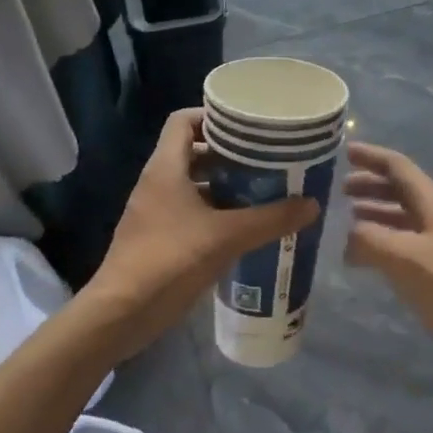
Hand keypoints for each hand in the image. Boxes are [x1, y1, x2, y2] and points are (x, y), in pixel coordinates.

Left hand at [83, 109, 318, 360]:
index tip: (246, 127)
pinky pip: (189, 211)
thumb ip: (270, 219)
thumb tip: (312, 204)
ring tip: (261, 191)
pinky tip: (242, 228)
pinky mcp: (157, 238)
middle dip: (227, 154)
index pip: (184, 120)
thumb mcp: (226, 237)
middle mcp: (157, 182)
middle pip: (192, 151)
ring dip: (223, 186)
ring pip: (192, 184)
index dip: (212, 117)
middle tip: (264, 160)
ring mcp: (155, 211)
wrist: (120, 315)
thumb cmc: (169, 261)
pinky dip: (214, 212)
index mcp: (165, 167)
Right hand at [343, 142, 432, 379]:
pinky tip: (365, 255)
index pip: (397, 166)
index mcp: (432, 201)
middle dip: (369, 184)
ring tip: (347, 220)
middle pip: (399, 188)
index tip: (344, 151)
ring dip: (374, 212)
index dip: (370, 156)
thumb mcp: (403, 258)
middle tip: (339, 190)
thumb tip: (348, 236)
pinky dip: (382, 239)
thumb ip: (369, 239)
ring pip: (401, 215)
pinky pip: (403, 241)